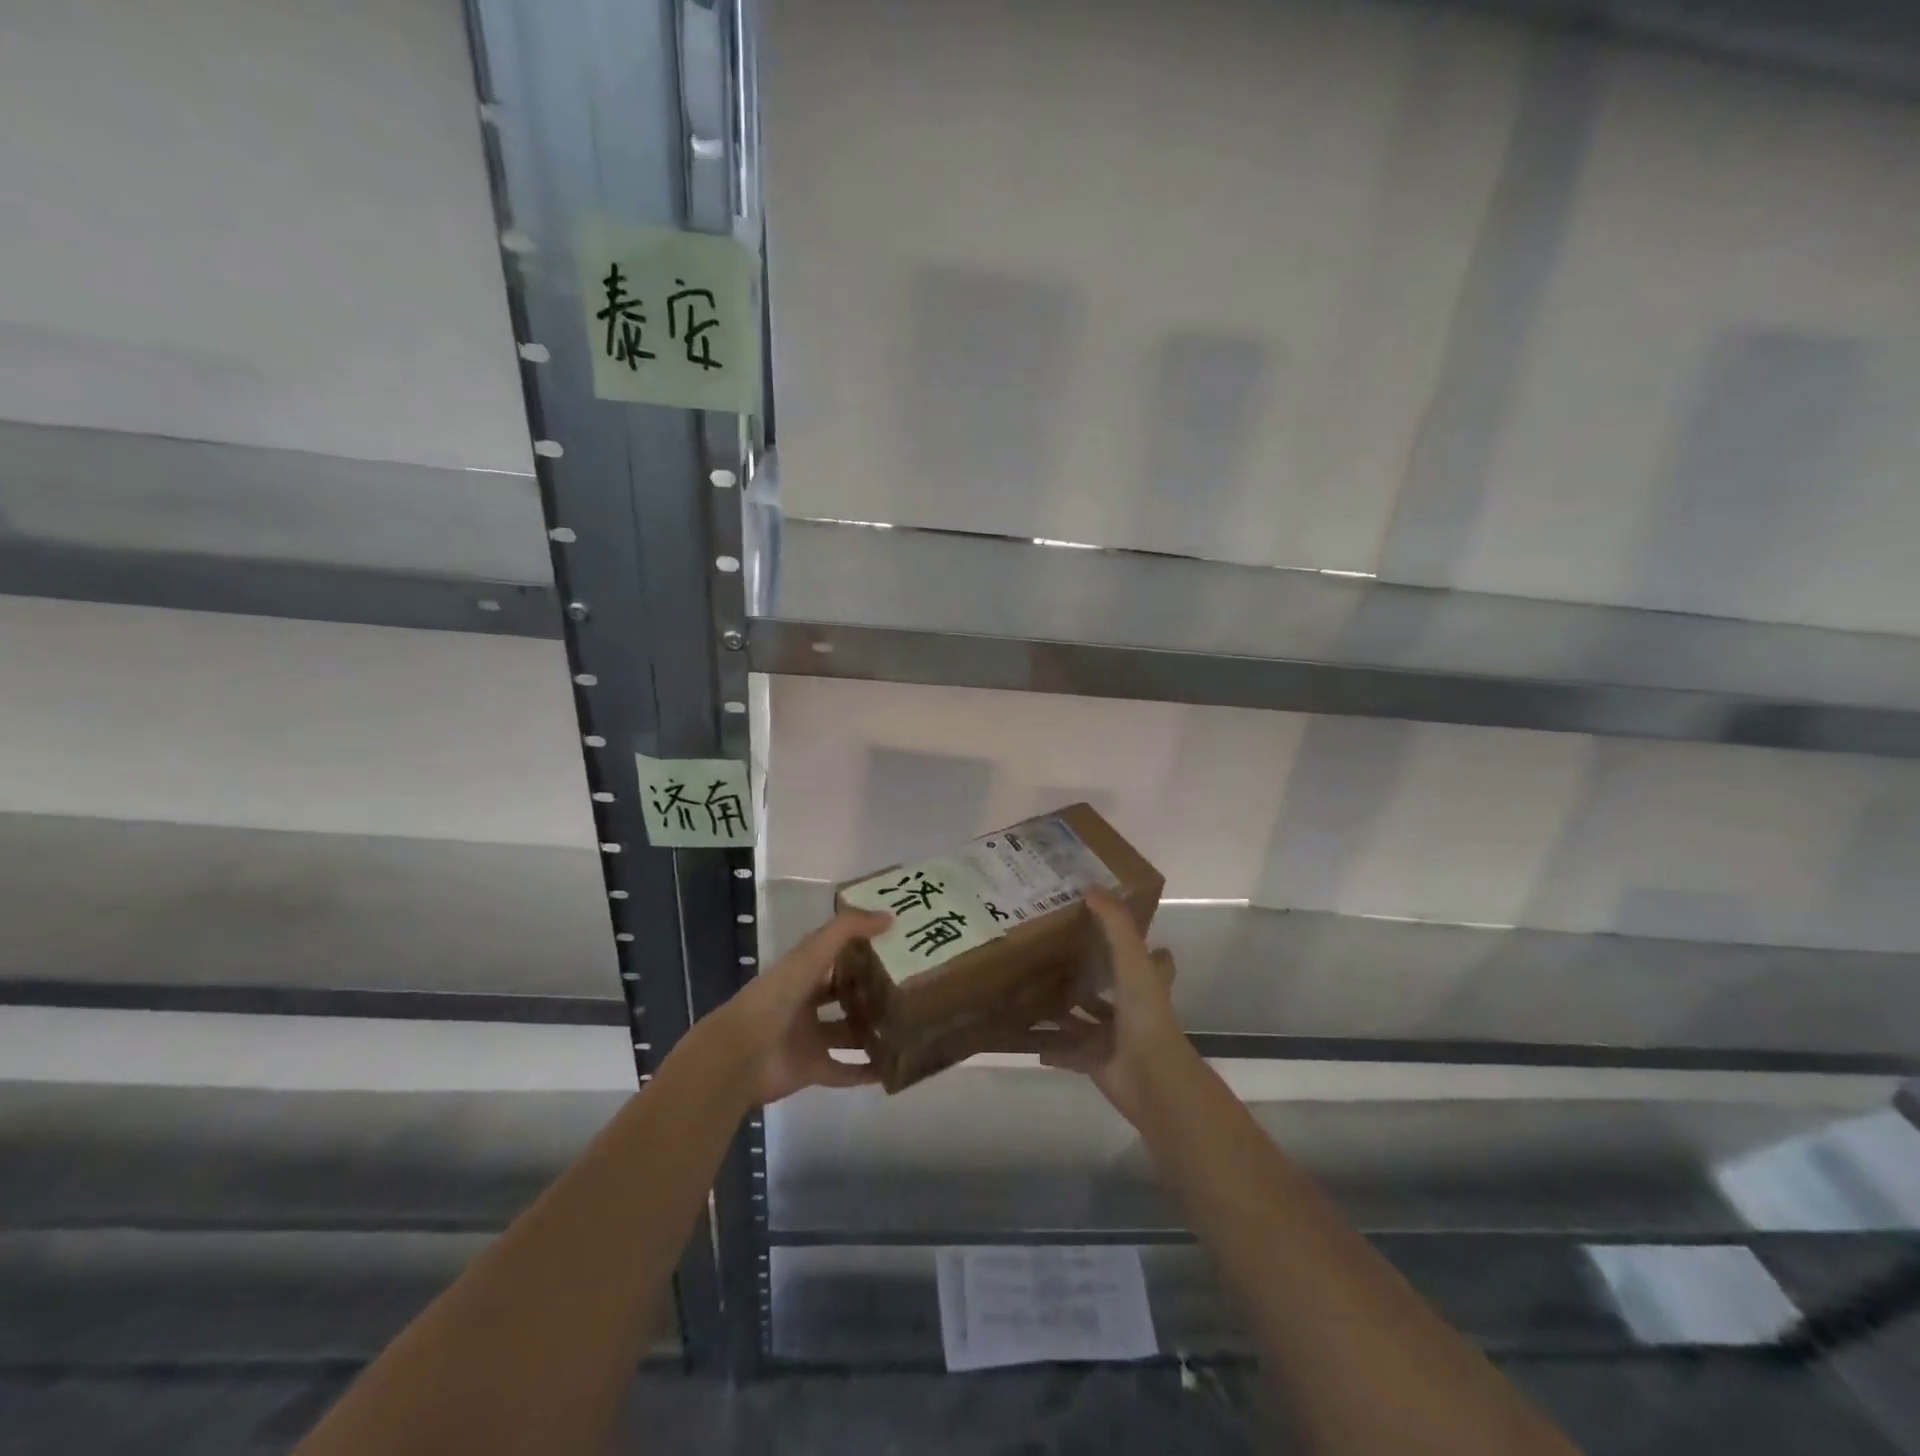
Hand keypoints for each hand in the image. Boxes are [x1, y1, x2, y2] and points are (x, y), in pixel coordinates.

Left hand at [696, 906, 891, 1105]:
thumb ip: (846, 930)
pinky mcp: (812, 1069)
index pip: (836, 956)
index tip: (897, 943)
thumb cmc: (775, 997)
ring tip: (909, 1024)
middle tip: (910, 986)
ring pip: (848, 1032)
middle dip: (871, 990)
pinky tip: (893, 1068)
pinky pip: (845, 1070)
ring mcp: (809, 1038)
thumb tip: (889, 917)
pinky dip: (866, 1072)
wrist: (740, 1055)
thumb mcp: (811, 954)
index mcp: (802, 972)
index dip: (862, 948)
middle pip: (843, 994)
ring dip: (872, 1030)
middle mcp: (805, 1003)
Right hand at [1034, 888, 1188, 1124]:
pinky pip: (1067, 1052)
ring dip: (1062, 1010)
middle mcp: (1131, 1008)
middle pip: (1107, 987)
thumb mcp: (1132, 960)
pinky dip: (1050, 1046)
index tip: (1105, 924)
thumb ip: (1115, 924)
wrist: (1150, 1077)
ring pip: (1083, 1019)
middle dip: (1085, 974)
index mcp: (1144, 982)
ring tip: (1028, 990)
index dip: (1132, 941)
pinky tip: (1026, 1035)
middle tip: (1050, 953)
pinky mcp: (1096, 1062)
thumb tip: (1091, 886)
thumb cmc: (1145, 1014)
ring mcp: (1113, 1037)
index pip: (1147, 956)